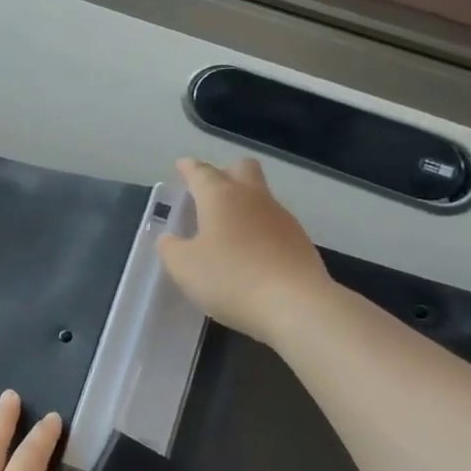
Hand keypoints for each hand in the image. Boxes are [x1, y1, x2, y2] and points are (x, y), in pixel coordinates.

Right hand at [159, 156, 330, 343]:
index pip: (201, 172)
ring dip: (244, 204)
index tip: (182, 166)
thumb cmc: (230, 278)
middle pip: (242, 169)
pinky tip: (251, 253)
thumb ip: (171, 249)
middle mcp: (253, 198)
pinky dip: (259, 230)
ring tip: (227, 229)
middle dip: (225, 172)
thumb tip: (170, 239)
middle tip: (209, 191)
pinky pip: (274, 224)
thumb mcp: (184, 267)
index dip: (189, 168)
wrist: (295, 305)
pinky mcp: (300, 241)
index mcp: (221, 197)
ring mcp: (281, 218)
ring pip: (261, 196)